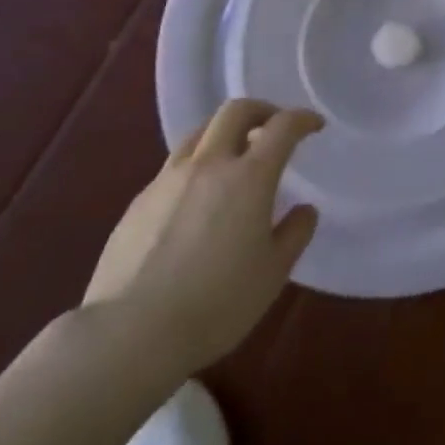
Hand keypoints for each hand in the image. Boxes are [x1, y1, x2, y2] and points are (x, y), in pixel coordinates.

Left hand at [85, 100, 322, 369]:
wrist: (130, 334)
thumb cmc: (216, 303)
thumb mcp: (273, 274)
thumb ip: (294, 234)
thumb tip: (304, 210)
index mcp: (249, 177)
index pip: (282, 127)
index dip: (302, 119)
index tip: (314, 125)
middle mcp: (209, 164)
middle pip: (235, 111)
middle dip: (261, 110)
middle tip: (273, 127)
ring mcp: (168, 179)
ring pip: (200, 132)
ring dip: (224, 132)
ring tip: (233, 156)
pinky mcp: (138, 201)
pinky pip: (173, 166)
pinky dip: (195, 165)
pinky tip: (196, 199)